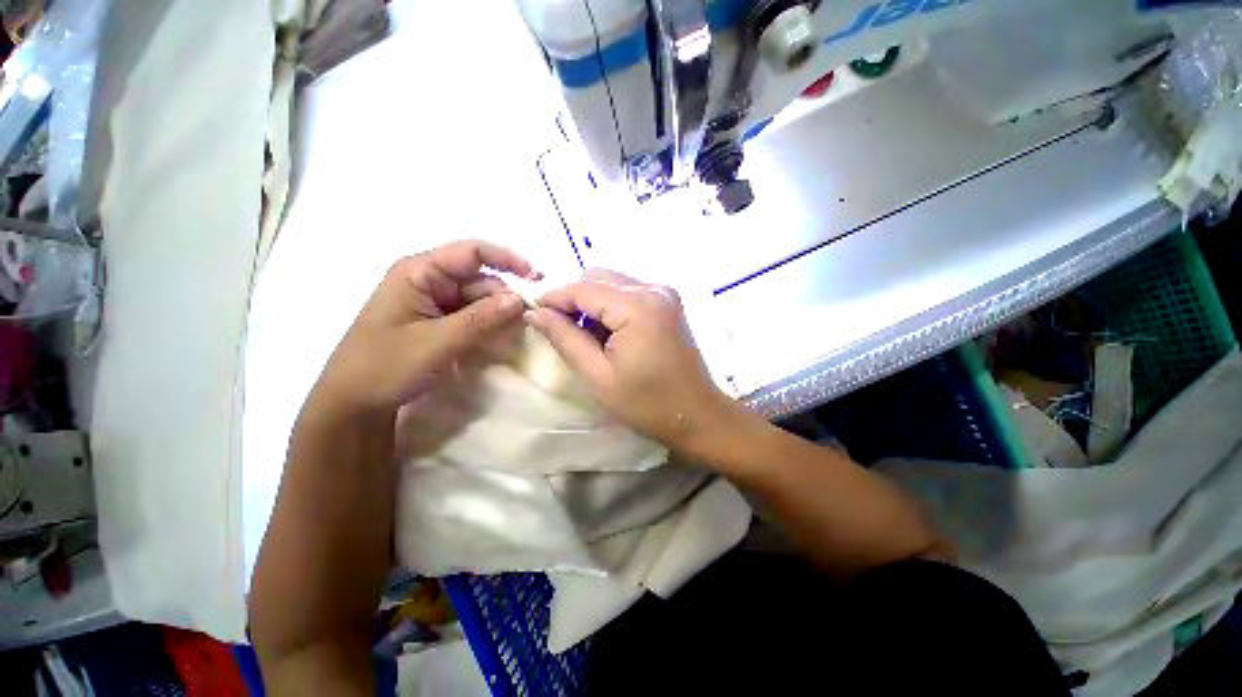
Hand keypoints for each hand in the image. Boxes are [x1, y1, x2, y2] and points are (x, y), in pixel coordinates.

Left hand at [310, 240, 536, 416]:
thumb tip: (521, 299)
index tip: (536, 278)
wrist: (353, 404)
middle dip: (505, 297)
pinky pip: (473, 317)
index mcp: (419, 272)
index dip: (506, 259)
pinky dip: (489, 326)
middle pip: (480, 279)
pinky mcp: (439, 322)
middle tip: (528, 321)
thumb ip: (482, 319)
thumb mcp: (437, 341)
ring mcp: (434, 303)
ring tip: (515, 335)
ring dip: (499, 315)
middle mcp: (429, 281)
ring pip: (480, 300)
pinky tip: (500, 340)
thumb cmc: (385, 366)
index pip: (471, 252)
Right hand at [524, 270, 742, 453]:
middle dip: (573, 299)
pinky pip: (628, 292)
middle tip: (560, 330)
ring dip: (592, 303)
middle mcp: (653, 288)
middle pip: (598, 277)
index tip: (532, 313)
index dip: (553, 297)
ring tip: (586, 337)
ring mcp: (664, 293)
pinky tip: (608, 333)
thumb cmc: (647, 404)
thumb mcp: (598, 375)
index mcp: (637, 306)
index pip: (582, 287)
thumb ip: (565, 339)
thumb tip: (535, 313)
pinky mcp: (668, 302)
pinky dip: (610, 306)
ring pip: (612, 283)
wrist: (697, 415)